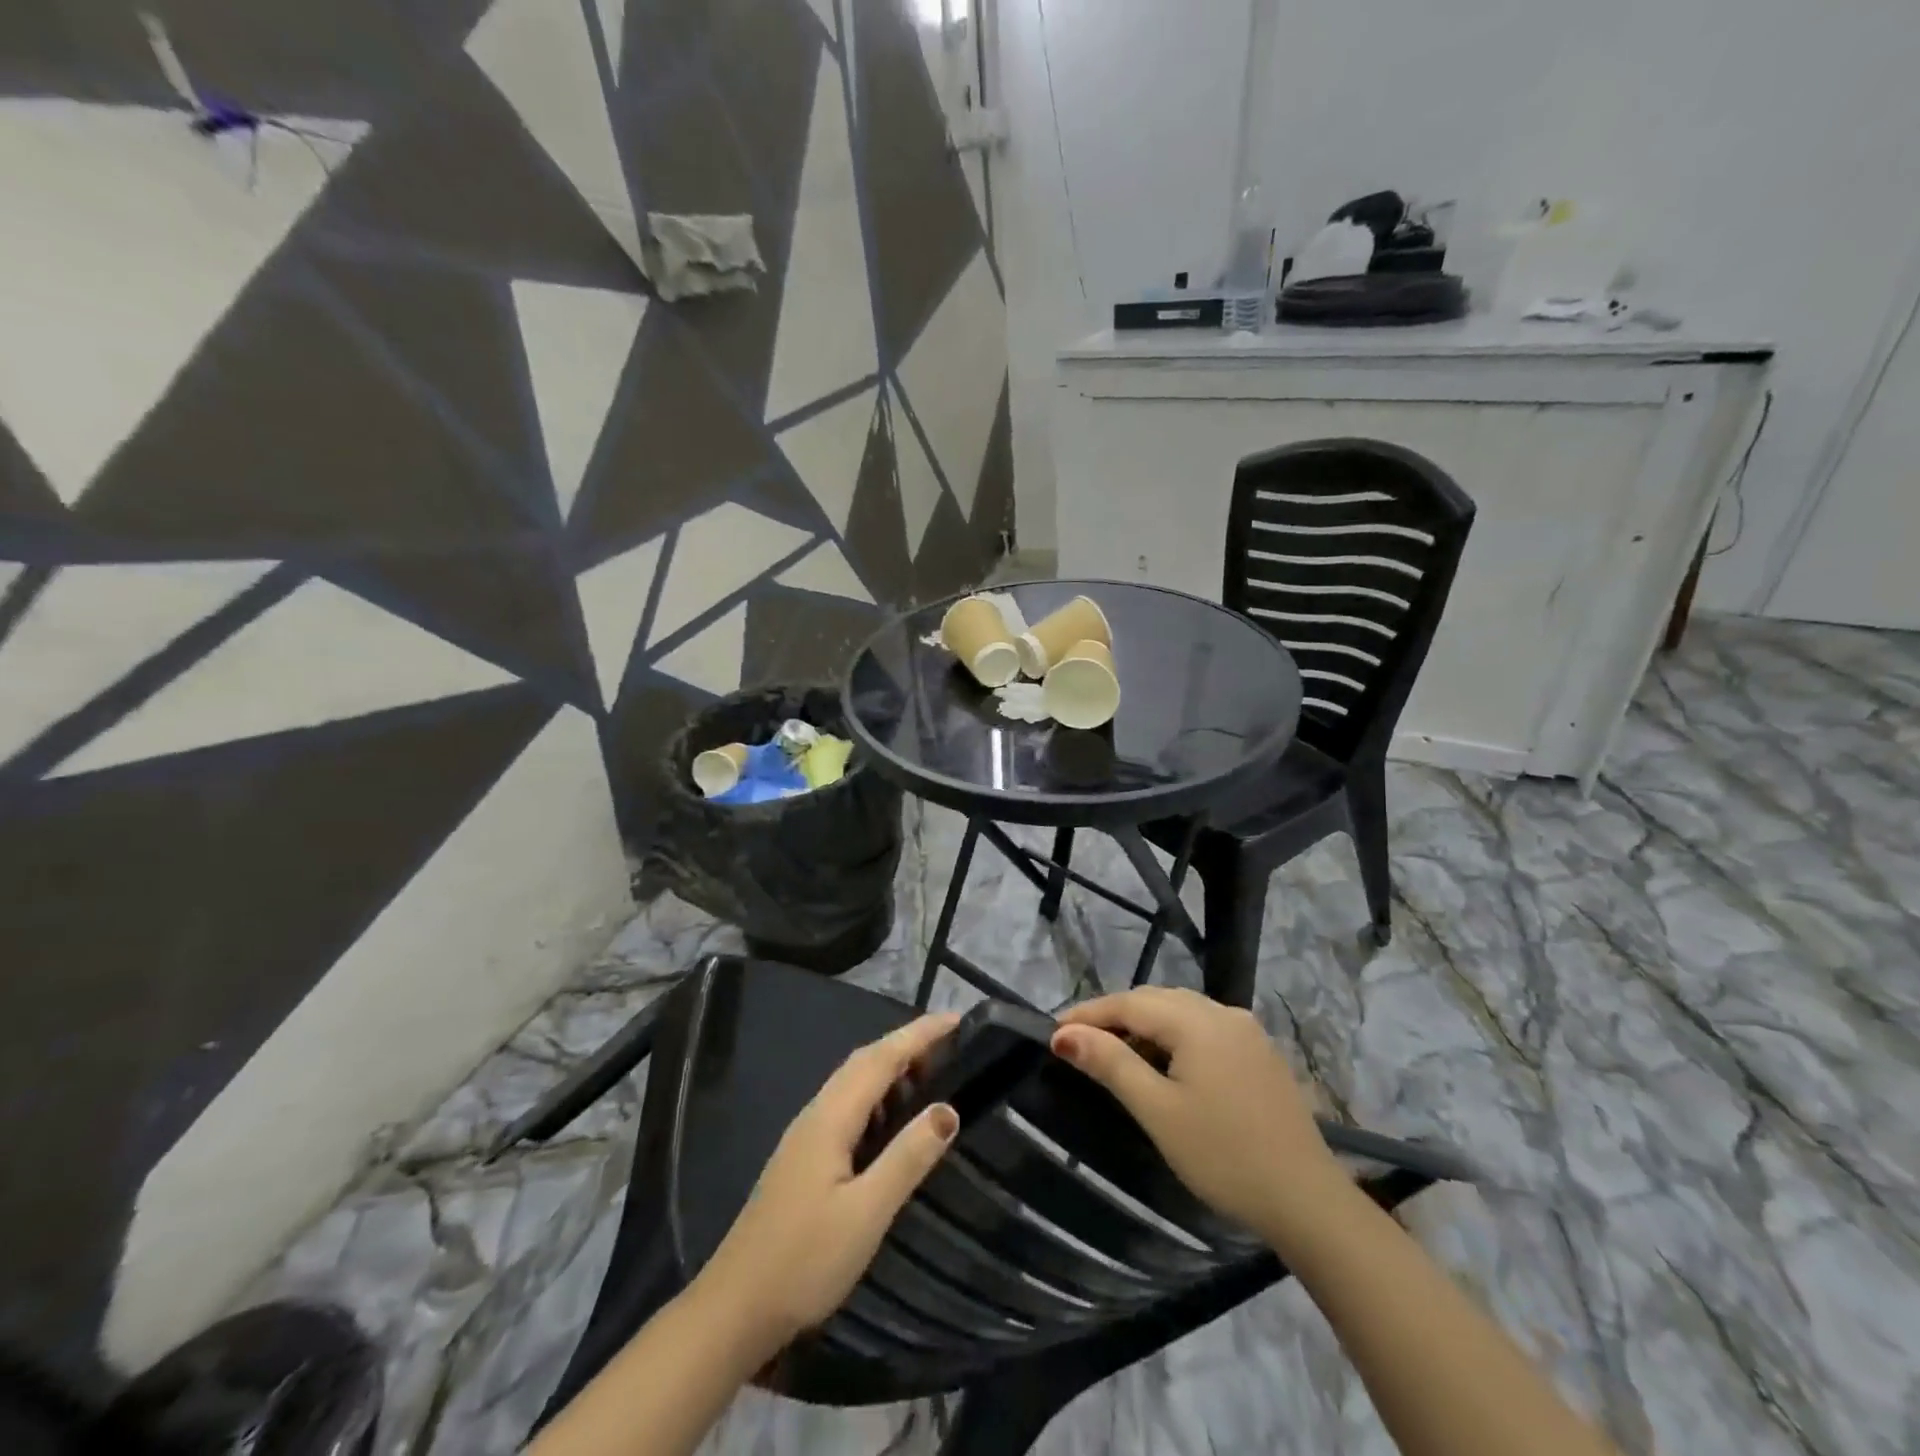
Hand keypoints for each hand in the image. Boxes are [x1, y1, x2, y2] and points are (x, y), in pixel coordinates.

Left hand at [697, 1013, 961, 1350]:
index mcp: (830, 1117)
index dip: (919, 1035)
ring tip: (930, 1075)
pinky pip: (846, 1106)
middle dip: (906, 1045)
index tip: (956, 1019)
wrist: (733, 1310)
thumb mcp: (866, 1213)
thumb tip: (949, 1108)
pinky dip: (876, 1096)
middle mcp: (816, 1114)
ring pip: (853, 1083)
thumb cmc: (804, 1261)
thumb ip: (907, 1158)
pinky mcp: (802, 1159)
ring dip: (890, 1069)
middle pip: (864, 1062)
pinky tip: (891, 1121)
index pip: (881, 1058)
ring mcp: (805, 1137)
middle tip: (950, 1044)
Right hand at [1051, 988, 1347, 1247]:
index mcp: (1197, 1021)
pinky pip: (1204, 1028)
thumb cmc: (1224, 1156)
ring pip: (1181, 1011)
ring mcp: (1246, 1031)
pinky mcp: (1260, 1053)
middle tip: (1078, 1043)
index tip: (1053, 1032)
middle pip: (1155, 1000)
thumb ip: (1111, 1064)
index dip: (1089, 1015)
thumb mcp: (1158, 1111)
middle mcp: (1223, 1012)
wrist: (1307, 1202)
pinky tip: (1164, 1064)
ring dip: (1144, 1025)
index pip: (1129, 1003)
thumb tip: (1064, 1034)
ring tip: (1114, 1053)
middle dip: (1114, 1016)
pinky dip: (1174, 1036)